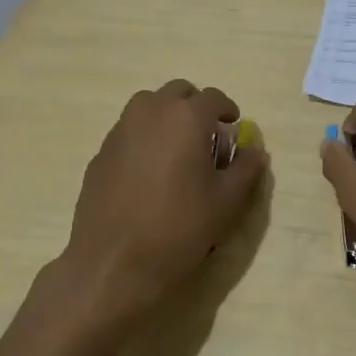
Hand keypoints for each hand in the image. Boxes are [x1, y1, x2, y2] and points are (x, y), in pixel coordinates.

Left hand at [51, 80, 267, 331]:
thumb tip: (254, 151)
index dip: (227, 109)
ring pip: (147, 106)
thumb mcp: (227, 201)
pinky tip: (148, 172)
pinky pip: (128, 132)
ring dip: (166, 116)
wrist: (114, 263)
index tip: (233, 126)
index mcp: (186, 117)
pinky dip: (143, 138)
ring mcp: (120, 131)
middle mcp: (150, 113)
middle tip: (206, 134)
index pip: (213, 97)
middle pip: (177, 92)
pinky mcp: (100, 154)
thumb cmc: (179, 227)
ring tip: (176, 148)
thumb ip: (246, 168)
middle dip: (195, 106)